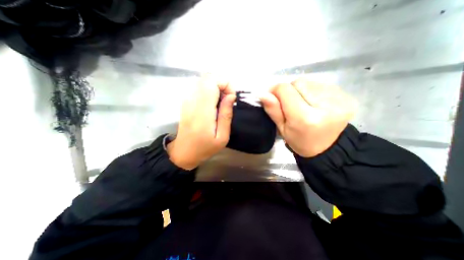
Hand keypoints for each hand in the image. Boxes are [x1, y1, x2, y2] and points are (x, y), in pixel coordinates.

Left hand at [167, 74, 235, 170]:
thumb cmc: (205, 147)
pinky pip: (200, 87)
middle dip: (223, 84)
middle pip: (208, 77)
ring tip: (222, 103)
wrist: (184, 152)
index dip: (225, 84)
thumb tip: (231, 96)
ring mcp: (187, 99)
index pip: (212, 82)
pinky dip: (211, 90)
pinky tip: (214, 104)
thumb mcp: (222, 137)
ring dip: (217, 87)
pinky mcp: (186, 101)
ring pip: (204, 80)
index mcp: (202, 111)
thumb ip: (226, 115)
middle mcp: (192, 101)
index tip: (232, 97)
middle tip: (229, 99)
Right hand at [260, 79, 355, 156]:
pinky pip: (321, 85)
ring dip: (301, 90)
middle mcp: (325, 106)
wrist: (328, 148)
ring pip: (309, 82)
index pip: (286, 90)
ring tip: (303, 104)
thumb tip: (263, 93)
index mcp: (305, 118)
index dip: (275, 90)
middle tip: (290, 105)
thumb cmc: (300, 141)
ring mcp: (339, 100)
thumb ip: (273, 110)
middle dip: (289, 91)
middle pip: (298, 83)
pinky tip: (314, 103)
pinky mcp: (346, 97)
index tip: (272, 96)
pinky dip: (313, 91)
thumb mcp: (282, 129)